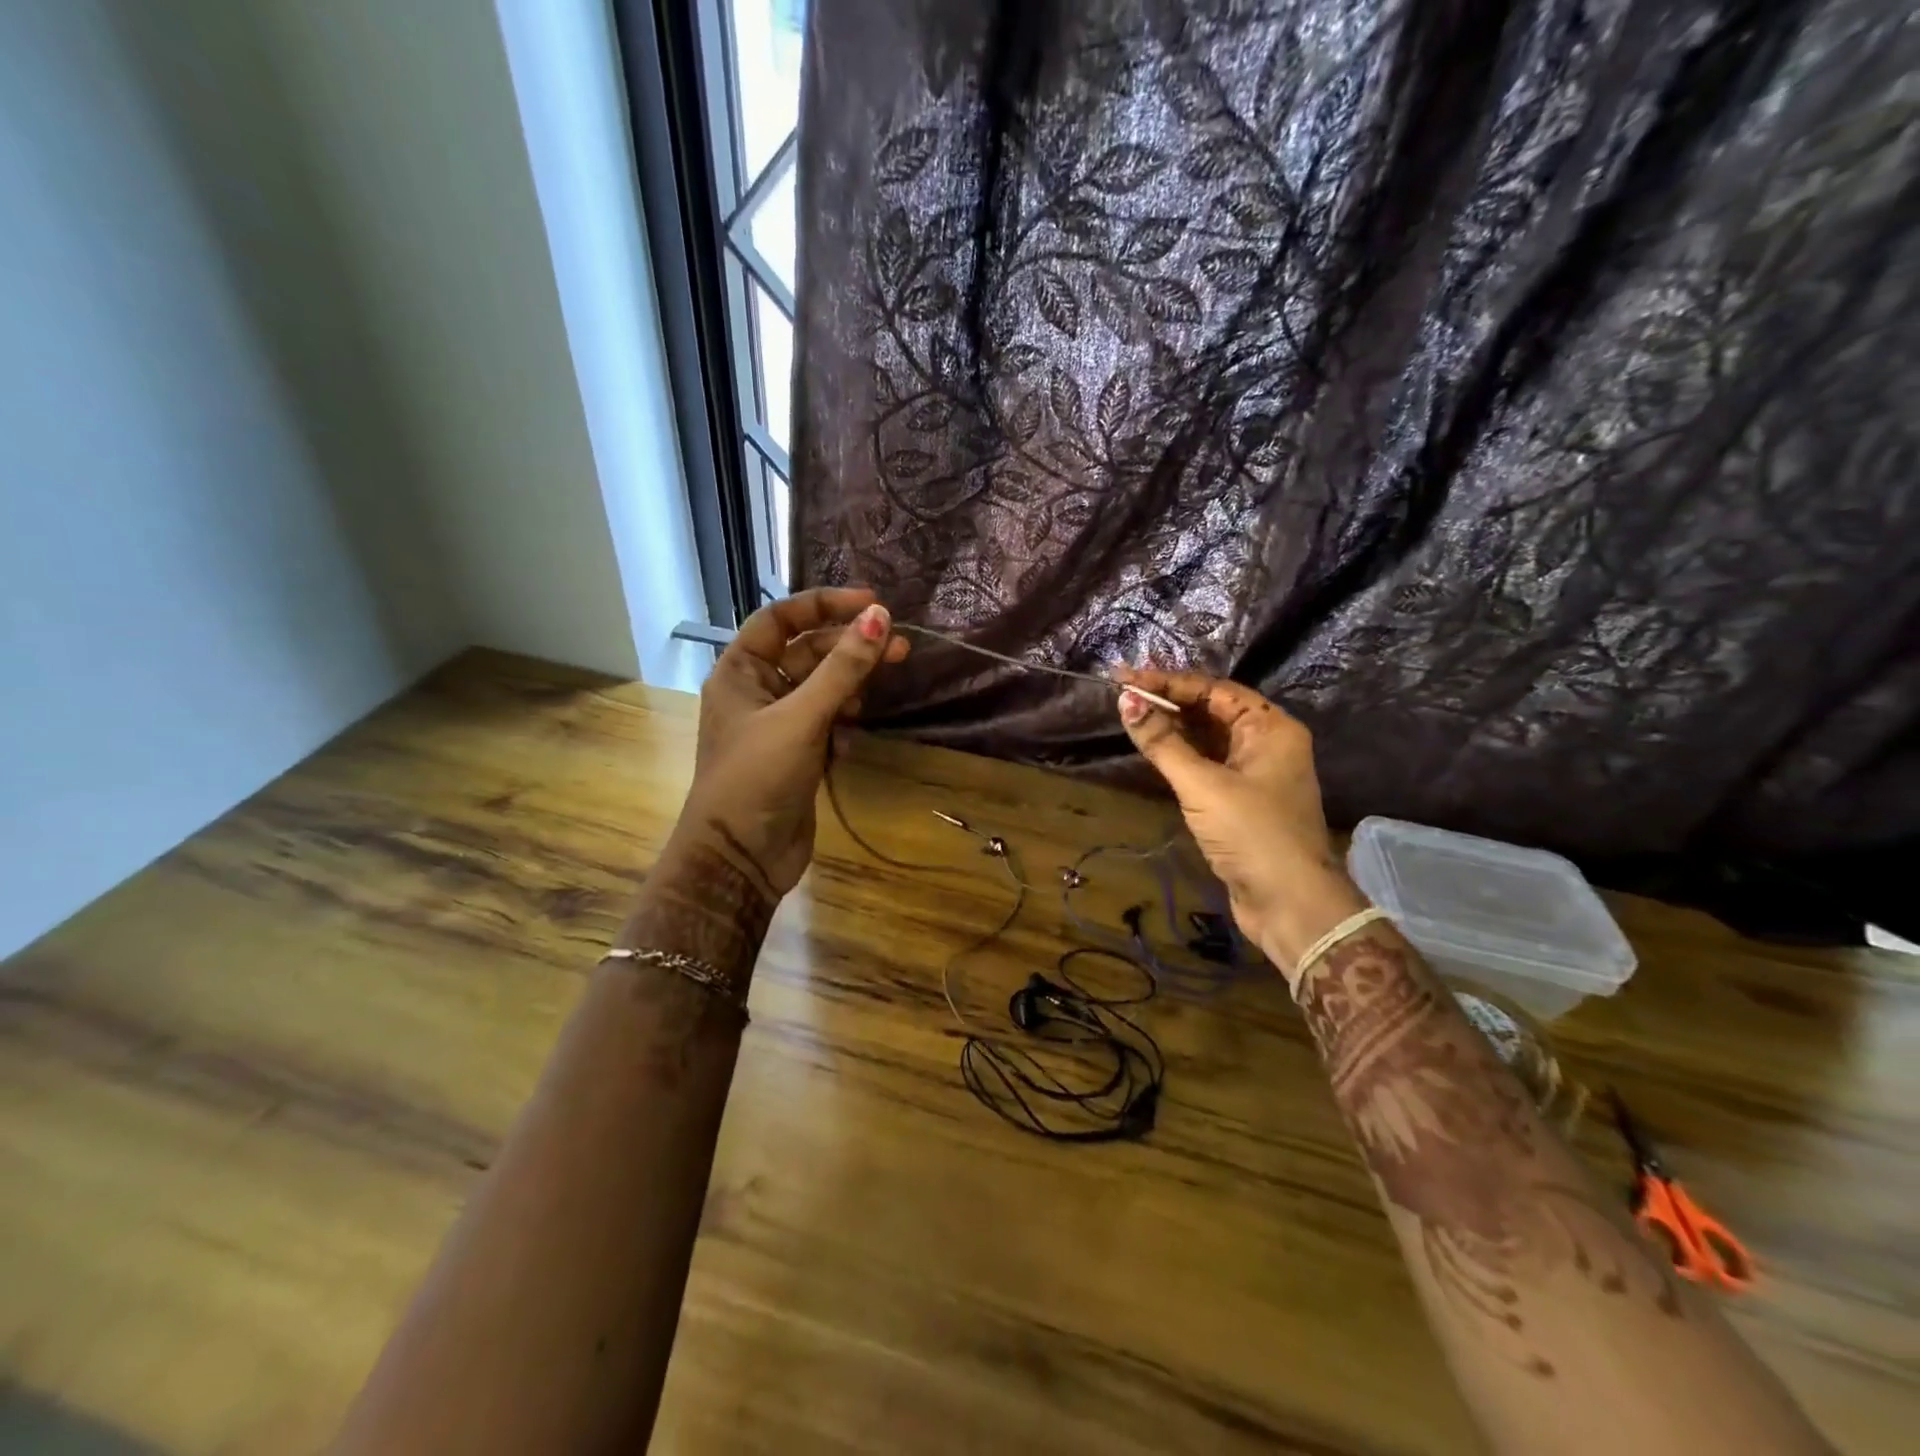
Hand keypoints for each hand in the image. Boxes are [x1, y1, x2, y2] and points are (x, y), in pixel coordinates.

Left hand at [674, 588, 908, 894]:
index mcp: (740, 671)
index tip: (871, 602)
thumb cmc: (758, 777)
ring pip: (821, 688)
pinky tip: (851, 737)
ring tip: (879, 688)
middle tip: (898, 646)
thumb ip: (842, 668)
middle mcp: (756, 691)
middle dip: (850, 647)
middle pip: (808, 653)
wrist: (740, 858)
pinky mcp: (797, 754)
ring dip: (851, 684)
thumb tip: (879, 616)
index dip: (824, 604)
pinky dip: (842, 722)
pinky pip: (826, 721)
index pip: (781, 619)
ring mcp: (778, 725)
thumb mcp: (802, 717)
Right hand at [1113, 668, 1367, 972]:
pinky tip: (1153, 747)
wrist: (1289, 903)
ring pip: (1208, 737)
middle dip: (1168, 701)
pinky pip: (1207, 763)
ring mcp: (1255, 772)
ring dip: (1172, 727)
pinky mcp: (1242, 799)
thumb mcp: (1202, 785)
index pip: (1213, 690)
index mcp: (1270, 727)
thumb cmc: (1251, 833)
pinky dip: (1181, 754)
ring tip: (1130, 715)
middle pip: (1212, 710)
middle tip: (1123, 694)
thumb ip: (1163, 742)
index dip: (1167, 682)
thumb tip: (1126, 702)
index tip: (1125, 678)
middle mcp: (1267, 742)